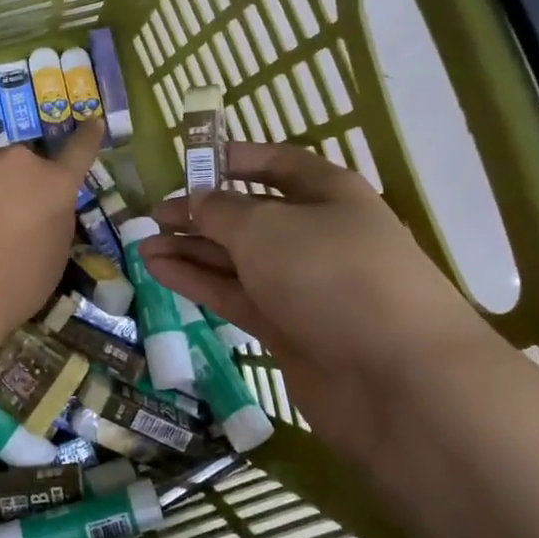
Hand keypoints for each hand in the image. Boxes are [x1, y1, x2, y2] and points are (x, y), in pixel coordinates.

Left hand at [0, 119, 103, 373]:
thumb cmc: (15, 287)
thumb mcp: (53, 256)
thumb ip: (52, 219)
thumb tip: (40, 208)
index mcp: (55, 186)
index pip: (78, 152)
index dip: (86, 137)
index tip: (91, 122)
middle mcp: (19, 160)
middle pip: (17, 165)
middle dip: (10, 183)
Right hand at [139, 141, 505, 431]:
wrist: (396, 378)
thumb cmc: (330, 274)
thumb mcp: (265, 227)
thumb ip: (221, 211)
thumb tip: (196, 201)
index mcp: (326, 193)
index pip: (275, 164)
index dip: (232, 160)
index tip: (186, 164)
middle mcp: (314, 234)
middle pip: (249, 214)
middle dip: (201, 212)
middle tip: (153, 215)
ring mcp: (301, 285)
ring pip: (236, 258)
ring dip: (191, 249)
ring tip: (142, 244)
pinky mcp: (287, 327)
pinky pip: (234, 294)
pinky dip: (198, 281)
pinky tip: (160, 269)